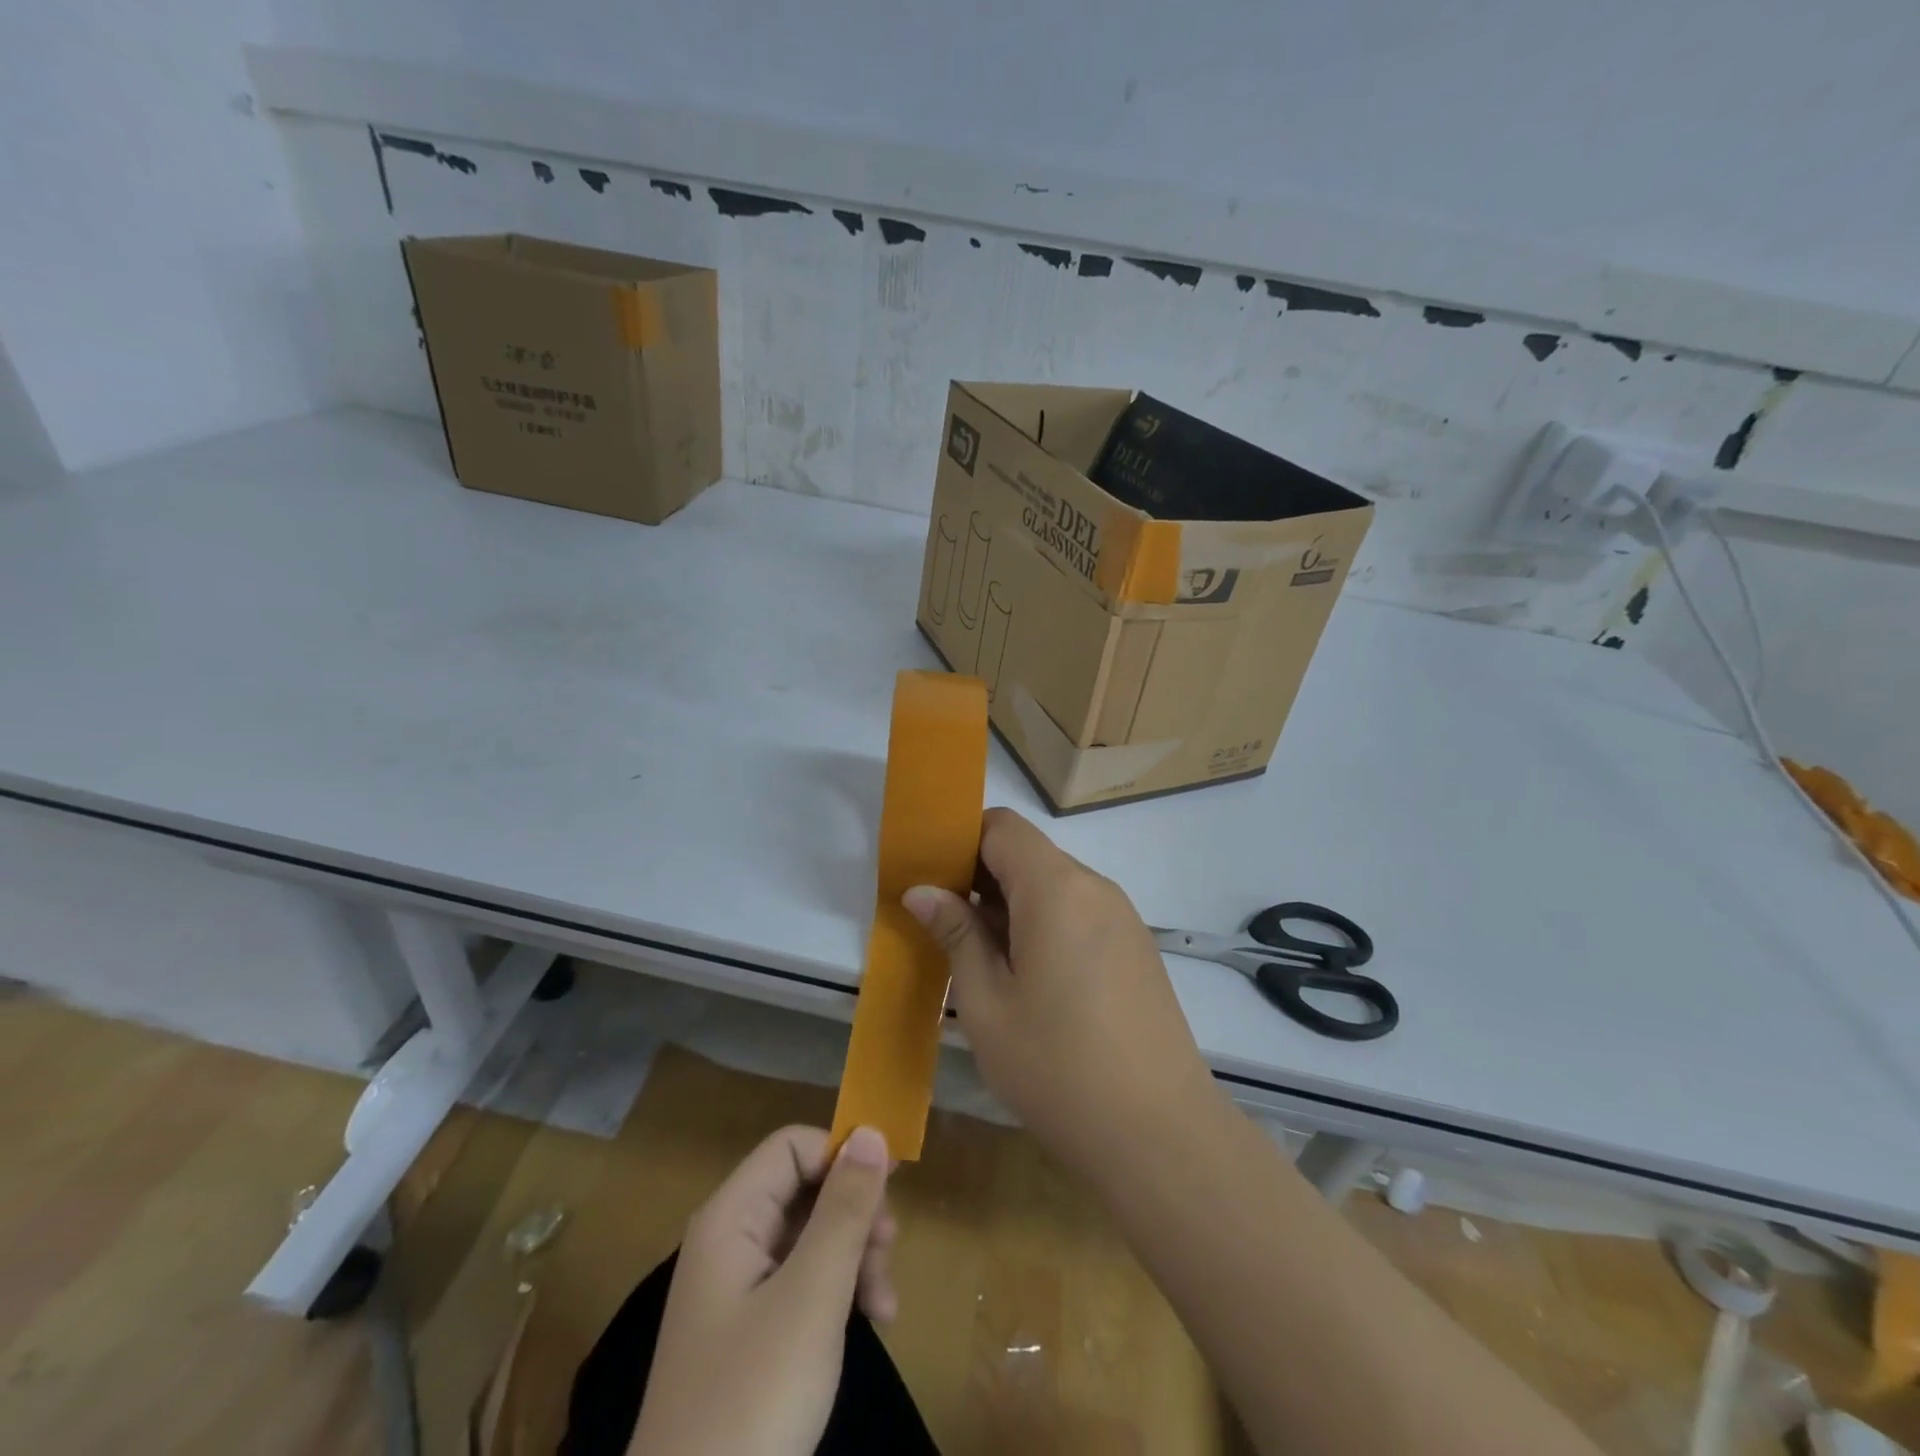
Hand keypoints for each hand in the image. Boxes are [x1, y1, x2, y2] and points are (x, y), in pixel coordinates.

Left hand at [628, 1125, 895, 1455]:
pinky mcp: (752, 1330)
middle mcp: (732, 1240)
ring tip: (885, 1306)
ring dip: (856, 1257)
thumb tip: (871, 1131)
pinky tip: (872, 1322)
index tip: (889, 1189)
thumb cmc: (754, 1399)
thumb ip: (844, 1209)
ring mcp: (740, 1288)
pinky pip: (804, 1280)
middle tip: (890, 1251)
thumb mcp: (812, 1297)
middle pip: (806, 1189)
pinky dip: (840, 1291)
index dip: (841, 1156)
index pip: (792, 1146)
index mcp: (731, 1218)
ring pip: (812, 1235)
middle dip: (855, 1214)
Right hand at [903, 808, 1214, 1184]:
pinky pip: (1079, 915)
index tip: (930, 879)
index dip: (960, 841)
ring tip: (981, 961)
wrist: (1160, 1135)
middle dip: (981, 878)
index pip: (1002, 826)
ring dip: (1011, 907)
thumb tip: (922, 890)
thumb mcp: (986, 1003)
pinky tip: (1029, 982)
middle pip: (1028, 855)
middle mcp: (1094, 887)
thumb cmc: (1057, 1066)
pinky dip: (1044, 926)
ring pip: (1053, 887)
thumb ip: (956, 934)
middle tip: (943, 926)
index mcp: (1056, 887)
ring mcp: (1122, 918)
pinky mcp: (1136, 949)